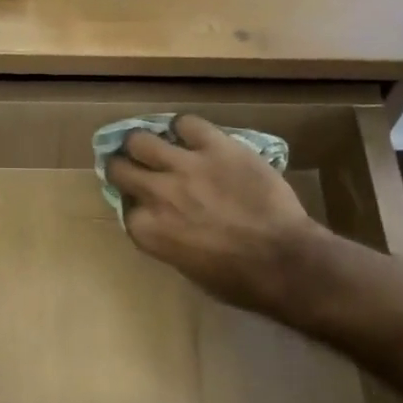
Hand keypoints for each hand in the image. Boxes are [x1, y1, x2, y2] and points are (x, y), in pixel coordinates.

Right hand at [103, 115, 320, 315]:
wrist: (282, 259)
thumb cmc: (236, 279)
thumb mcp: (185, 267)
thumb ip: (165, 238)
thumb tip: (164, 222)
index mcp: (147, 231)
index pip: (124, 208)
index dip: (135, 205)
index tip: (144, 206)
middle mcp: (156, 194)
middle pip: (120, 168)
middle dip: (124, 168)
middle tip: (134, 167)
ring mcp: (184, 166)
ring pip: (141, 140)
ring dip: (143, 144)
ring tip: (156, 146)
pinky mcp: (215, 146)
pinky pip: (187, 123)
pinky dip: (184, 129)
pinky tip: (191, 135)